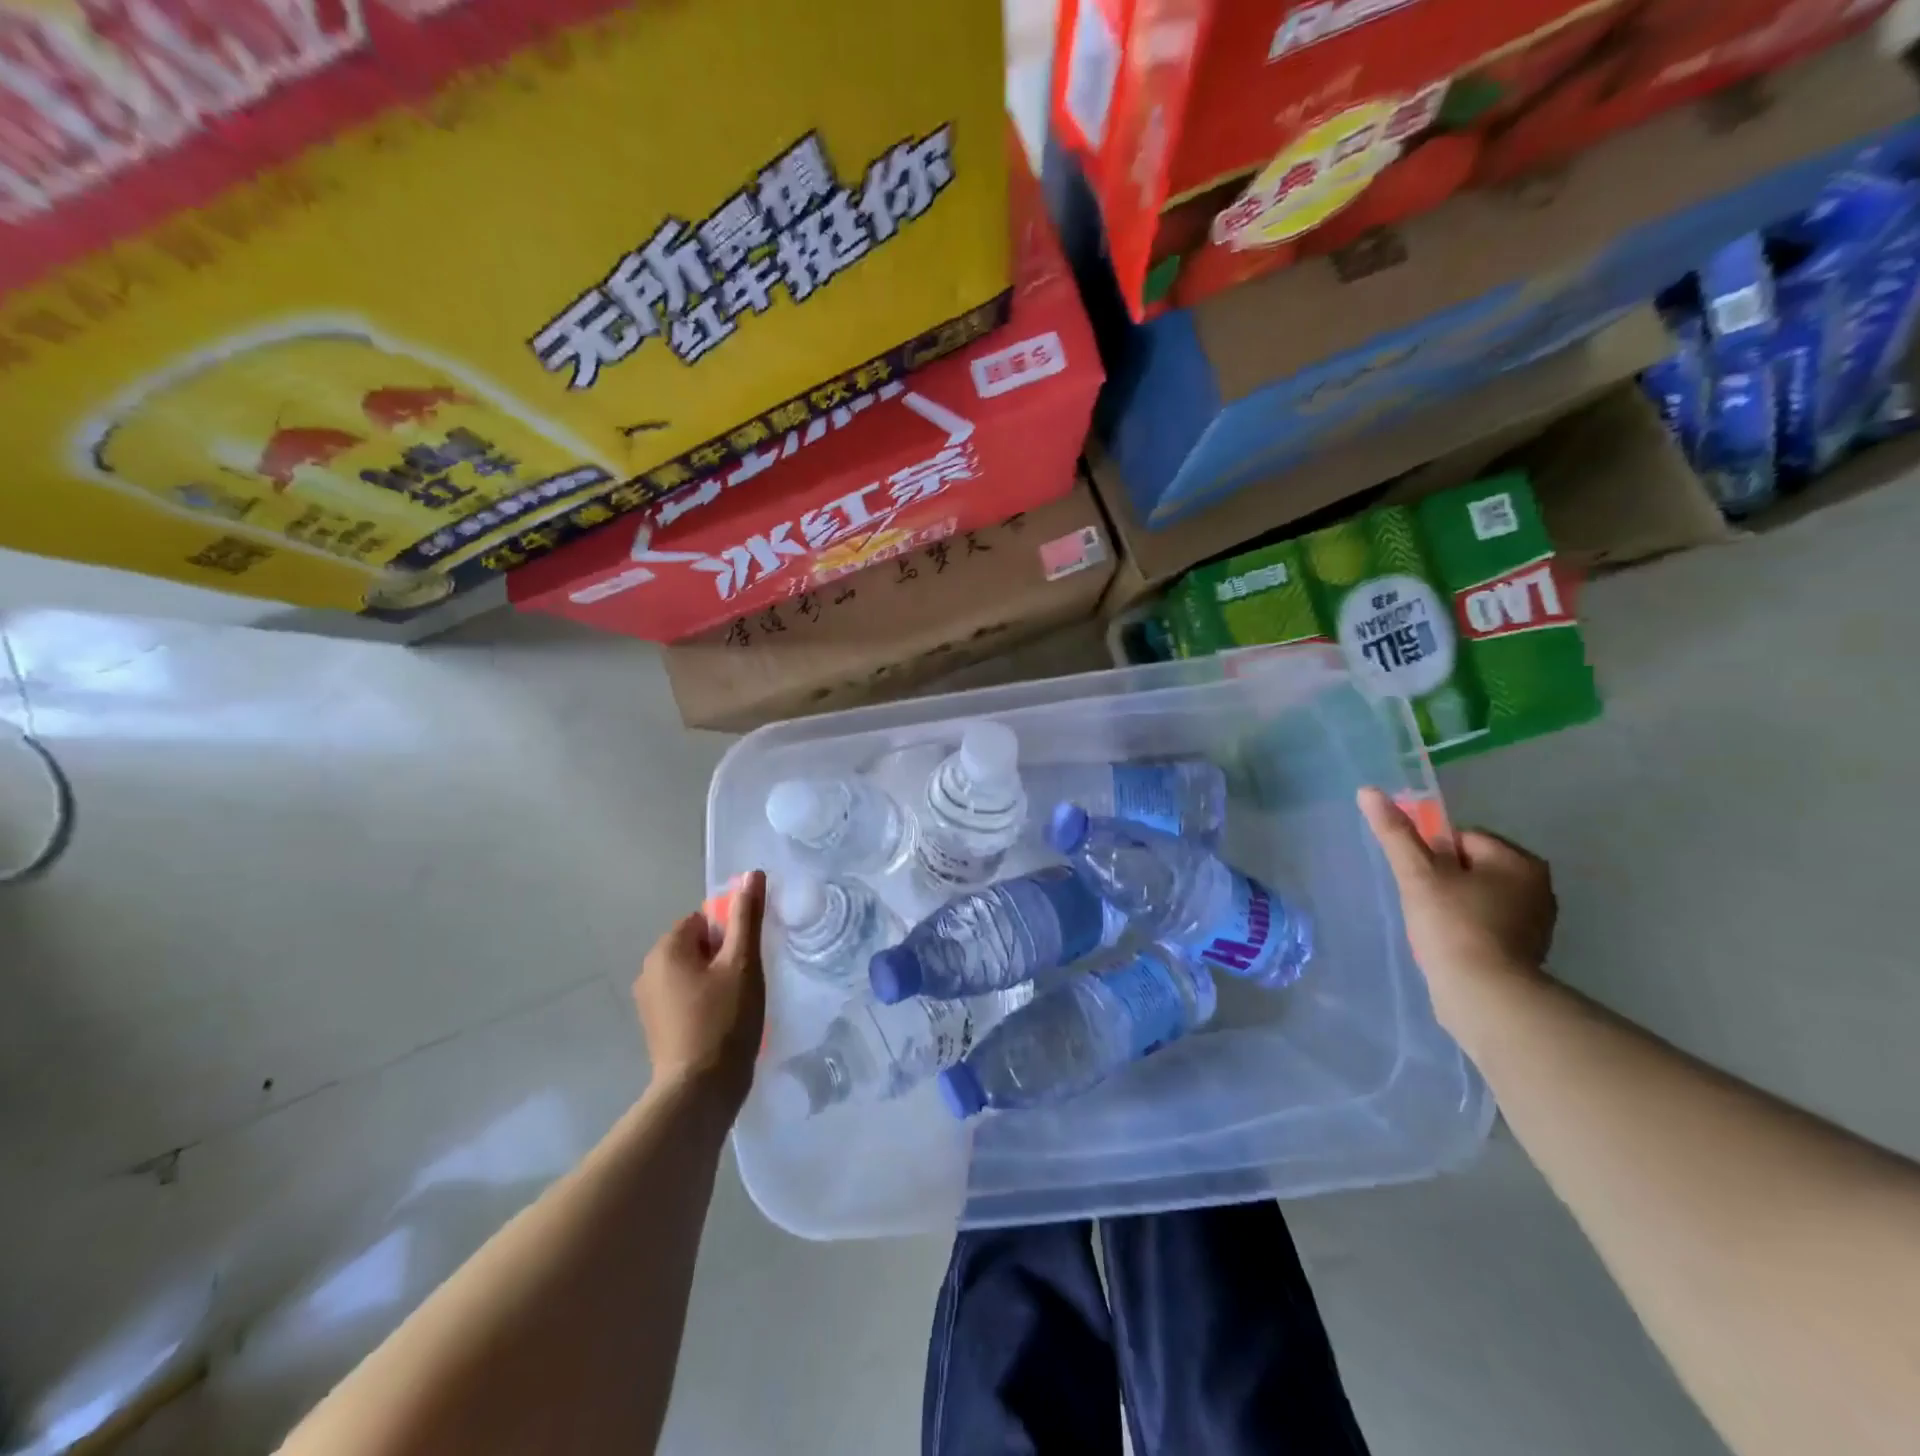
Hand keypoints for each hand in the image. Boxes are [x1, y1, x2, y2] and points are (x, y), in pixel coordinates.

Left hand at [633, 871, 766, 1108]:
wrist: (699, 1093)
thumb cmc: (724, 1020)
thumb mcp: (743, 963)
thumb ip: (747, 916)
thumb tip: (752, 873)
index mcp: (666, 949)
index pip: (704, 919)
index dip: (731, 935)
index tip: (747, 960)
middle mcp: (649, 970)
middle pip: (698, 945)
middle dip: (724, 958)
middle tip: (747, 983)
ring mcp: (649, 1002)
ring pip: (694, 973)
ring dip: (717, 981)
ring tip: (739, 1006)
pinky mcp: (656, 1027)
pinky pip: (686, 998)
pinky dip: (706, 1003)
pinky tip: (724, 1024)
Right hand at [1357, 788, 1554, 1028]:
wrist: (1485, 996)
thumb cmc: (1452, 925)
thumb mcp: (1416, 874)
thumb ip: (1395, 832)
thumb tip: (1368, 791)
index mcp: (1518, 860)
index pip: (1460, 837)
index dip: (1430, 855)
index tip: (1420, 881)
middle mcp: (1537, 885)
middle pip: (1470, 865)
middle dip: (1443, 880)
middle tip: (1424, 904)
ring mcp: (1536, 921)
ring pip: (1477, 894)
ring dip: (1454, 904)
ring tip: (1435, 927)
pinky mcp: (1528, 950)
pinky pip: (1487, 922)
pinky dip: (1467, 928)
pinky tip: (1452, 945)